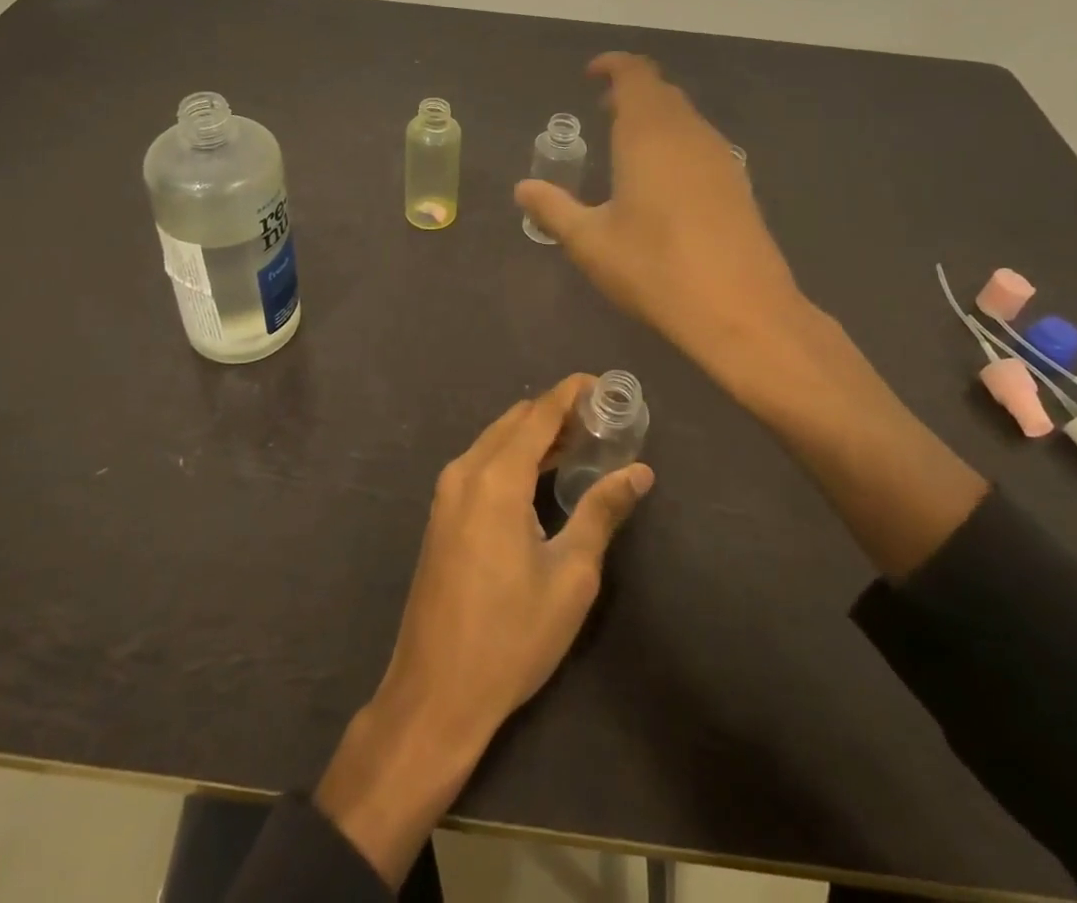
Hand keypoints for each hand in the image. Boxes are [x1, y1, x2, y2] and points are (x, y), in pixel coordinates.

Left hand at [314, 375, 652, 883]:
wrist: (436, 692)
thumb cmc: (511, 636)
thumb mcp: (570, 576)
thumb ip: (602, 512)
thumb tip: (640, 471)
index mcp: (496, 479)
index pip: (538, 414)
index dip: (570, 394)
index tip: (602, 384)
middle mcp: (465, 472)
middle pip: (514, 421)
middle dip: (556, 413)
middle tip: (600, 421)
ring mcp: (446, 493)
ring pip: (495, 440)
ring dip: (534, 435)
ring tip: (580, 444)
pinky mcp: (441, 514)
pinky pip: (482, 464)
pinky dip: (513, 456)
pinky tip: (542, 476)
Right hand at [515, 54, 811, 394]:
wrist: (740, 309)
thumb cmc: (654, 268)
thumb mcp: (590, 242)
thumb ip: (553, 209)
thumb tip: (522, 189)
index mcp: (648, 134)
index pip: (635, 75)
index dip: (613, 66)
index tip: (591, 75)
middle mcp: (688, 133)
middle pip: (662, 92)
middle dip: (631, 91)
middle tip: (603, 109)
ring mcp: (719, 157)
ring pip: (685, 117)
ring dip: (656, 116)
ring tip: (628, 142)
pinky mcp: (738, 183)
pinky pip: (701, 142)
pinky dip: (676, 141)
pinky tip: (663, 178)